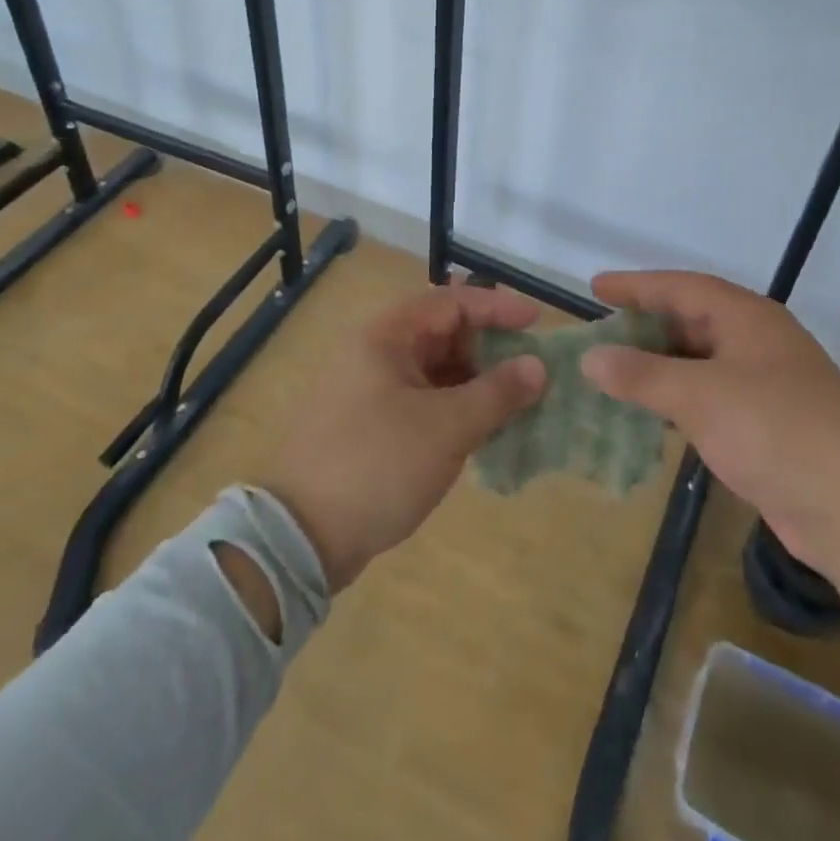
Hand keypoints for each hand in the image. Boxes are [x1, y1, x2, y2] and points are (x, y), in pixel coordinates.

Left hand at [260, 284, 545, 592]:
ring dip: (475, 382)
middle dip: (490, 349)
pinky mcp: (371, 424)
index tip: (538, 323)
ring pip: (435, 370)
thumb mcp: (447, 428)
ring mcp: (370, 389)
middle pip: (443, 334)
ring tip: (517, 402)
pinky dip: (455, 407)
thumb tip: (538, 367)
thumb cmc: (378, 465)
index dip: (497, 308)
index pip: (451, 303)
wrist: (301, 537)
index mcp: (386, 336)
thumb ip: (497, 393)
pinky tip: (484, 429)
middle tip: (531, 370)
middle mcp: (375, 352)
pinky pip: (423, 400)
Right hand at [582, 270, 839, 609]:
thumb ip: (641, 374)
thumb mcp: (700, 396)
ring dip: (659, 366)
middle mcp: (757, 342)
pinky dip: (678, 399)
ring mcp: (766, 384)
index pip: (682, 287)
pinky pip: (710, 397)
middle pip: (692, 321)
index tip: (595, 288)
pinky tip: (651, 413)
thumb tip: (590, 357)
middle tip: (600, 333)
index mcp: (747, 318)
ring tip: (614, 371)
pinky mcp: (768, 425)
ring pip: (700, 362)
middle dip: (645, 326)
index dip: (637, 286)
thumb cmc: (775, 430)